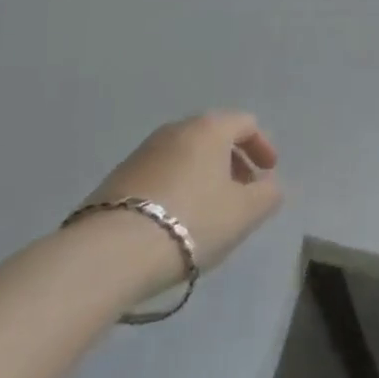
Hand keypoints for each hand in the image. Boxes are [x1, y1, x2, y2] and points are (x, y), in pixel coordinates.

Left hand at [83, 112, 282, 274]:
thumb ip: (267, 195)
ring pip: (185, 156)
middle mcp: (176, 129)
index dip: (262, 147)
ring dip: (203, 177)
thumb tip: (270, 186)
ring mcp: (142, 152)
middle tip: (241, 193)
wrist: (109, 254)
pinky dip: (176, 189)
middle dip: (232, 163)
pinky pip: (160, 175)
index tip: (268, 174)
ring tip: (208, 212)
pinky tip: (174, 222)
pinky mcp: (116, 180)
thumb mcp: (244, 213)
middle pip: (213, 137)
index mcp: (209, 128)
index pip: (245, 123)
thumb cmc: (191, 222)